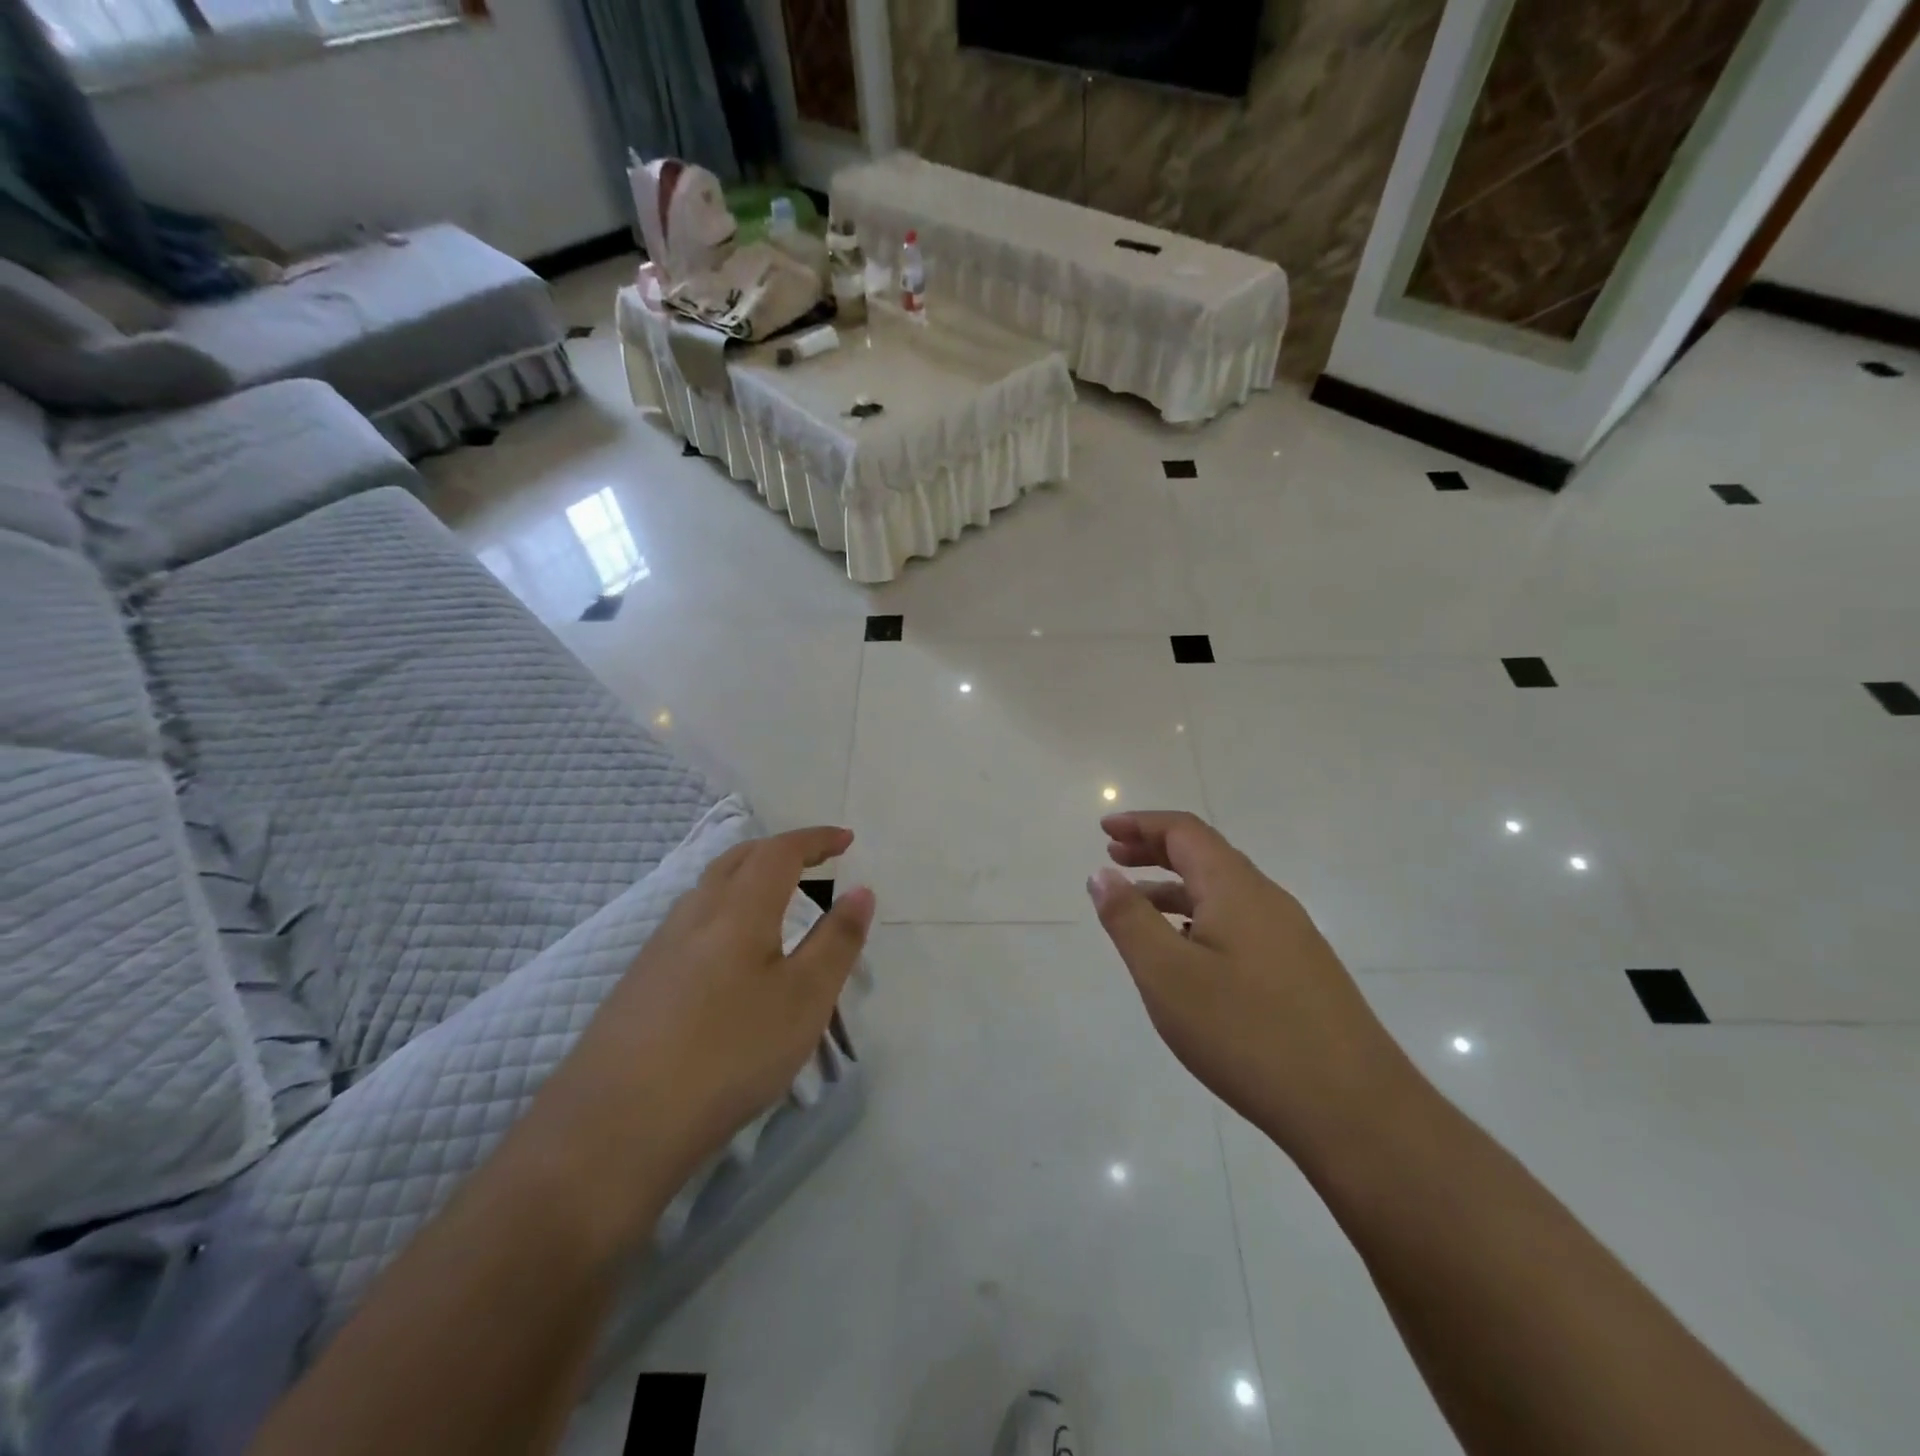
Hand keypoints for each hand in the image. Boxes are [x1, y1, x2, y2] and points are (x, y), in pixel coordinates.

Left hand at [536, 827, 874, 1217]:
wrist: (614, 1127)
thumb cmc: (728, 1053)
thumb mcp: (804, 999)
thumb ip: (837, 941)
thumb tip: (861, 891)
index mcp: (738, 909)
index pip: (780, 852)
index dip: (816, 839)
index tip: (846, 839)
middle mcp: (694, 915)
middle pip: (738, 860)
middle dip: (780, 850)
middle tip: (814, 860)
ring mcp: (659, 948)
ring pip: (709, 889)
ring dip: (748, 878)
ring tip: (776, 899)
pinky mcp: (639, 982)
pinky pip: (692, 922)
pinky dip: (725, 911)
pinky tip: (729, 953)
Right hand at [1087, 811, 1408, 1158]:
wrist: (1354, 1110)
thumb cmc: (1246, 1033)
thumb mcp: (1167, 975)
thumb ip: (1128, 919)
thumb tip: (1102, 874)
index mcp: (1236, 888)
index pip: (1184, 831)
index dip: (1141, 823)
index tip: (1104, 829)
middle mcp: (1267, 900)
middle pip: (1205, 855)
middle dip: (1155, 850)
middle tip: (1114, 858)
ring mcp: (1290, 937)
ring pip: (1223, 894)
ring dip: (1176, 888)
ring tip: (1137, 909)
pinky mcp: (1301, 972)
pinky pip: (1239, 925)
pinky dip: (1200, 920)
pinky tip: (1187, 958)